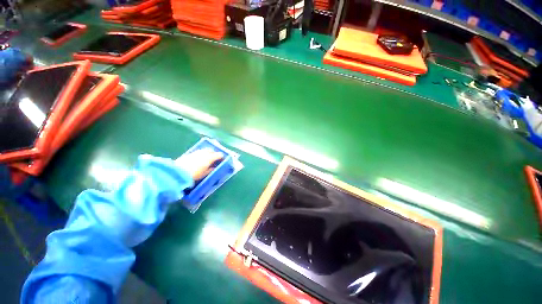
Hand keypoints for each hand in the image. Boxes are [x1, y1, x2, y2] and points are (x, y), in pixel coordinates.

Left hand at [175, 148, 223, 180]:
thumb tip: (214, 167)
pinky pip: (199, 152)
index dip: (221, 157)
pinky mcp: (190, 153)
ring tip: (208, 158)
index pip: (219, 155)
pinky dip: (201, 154)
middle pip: (212, 150)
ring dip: (208, 153)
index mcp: (210, 158)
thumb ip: (210, 170)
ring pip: (205, 150)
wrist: (178, 172)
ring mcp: (197, 152)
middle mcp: (204, 153)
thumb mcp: (204, 174)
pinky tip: (200, 158)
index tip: (222, 159)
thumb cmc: (194, 174)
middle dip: (214, 153)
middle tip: (215, 158)